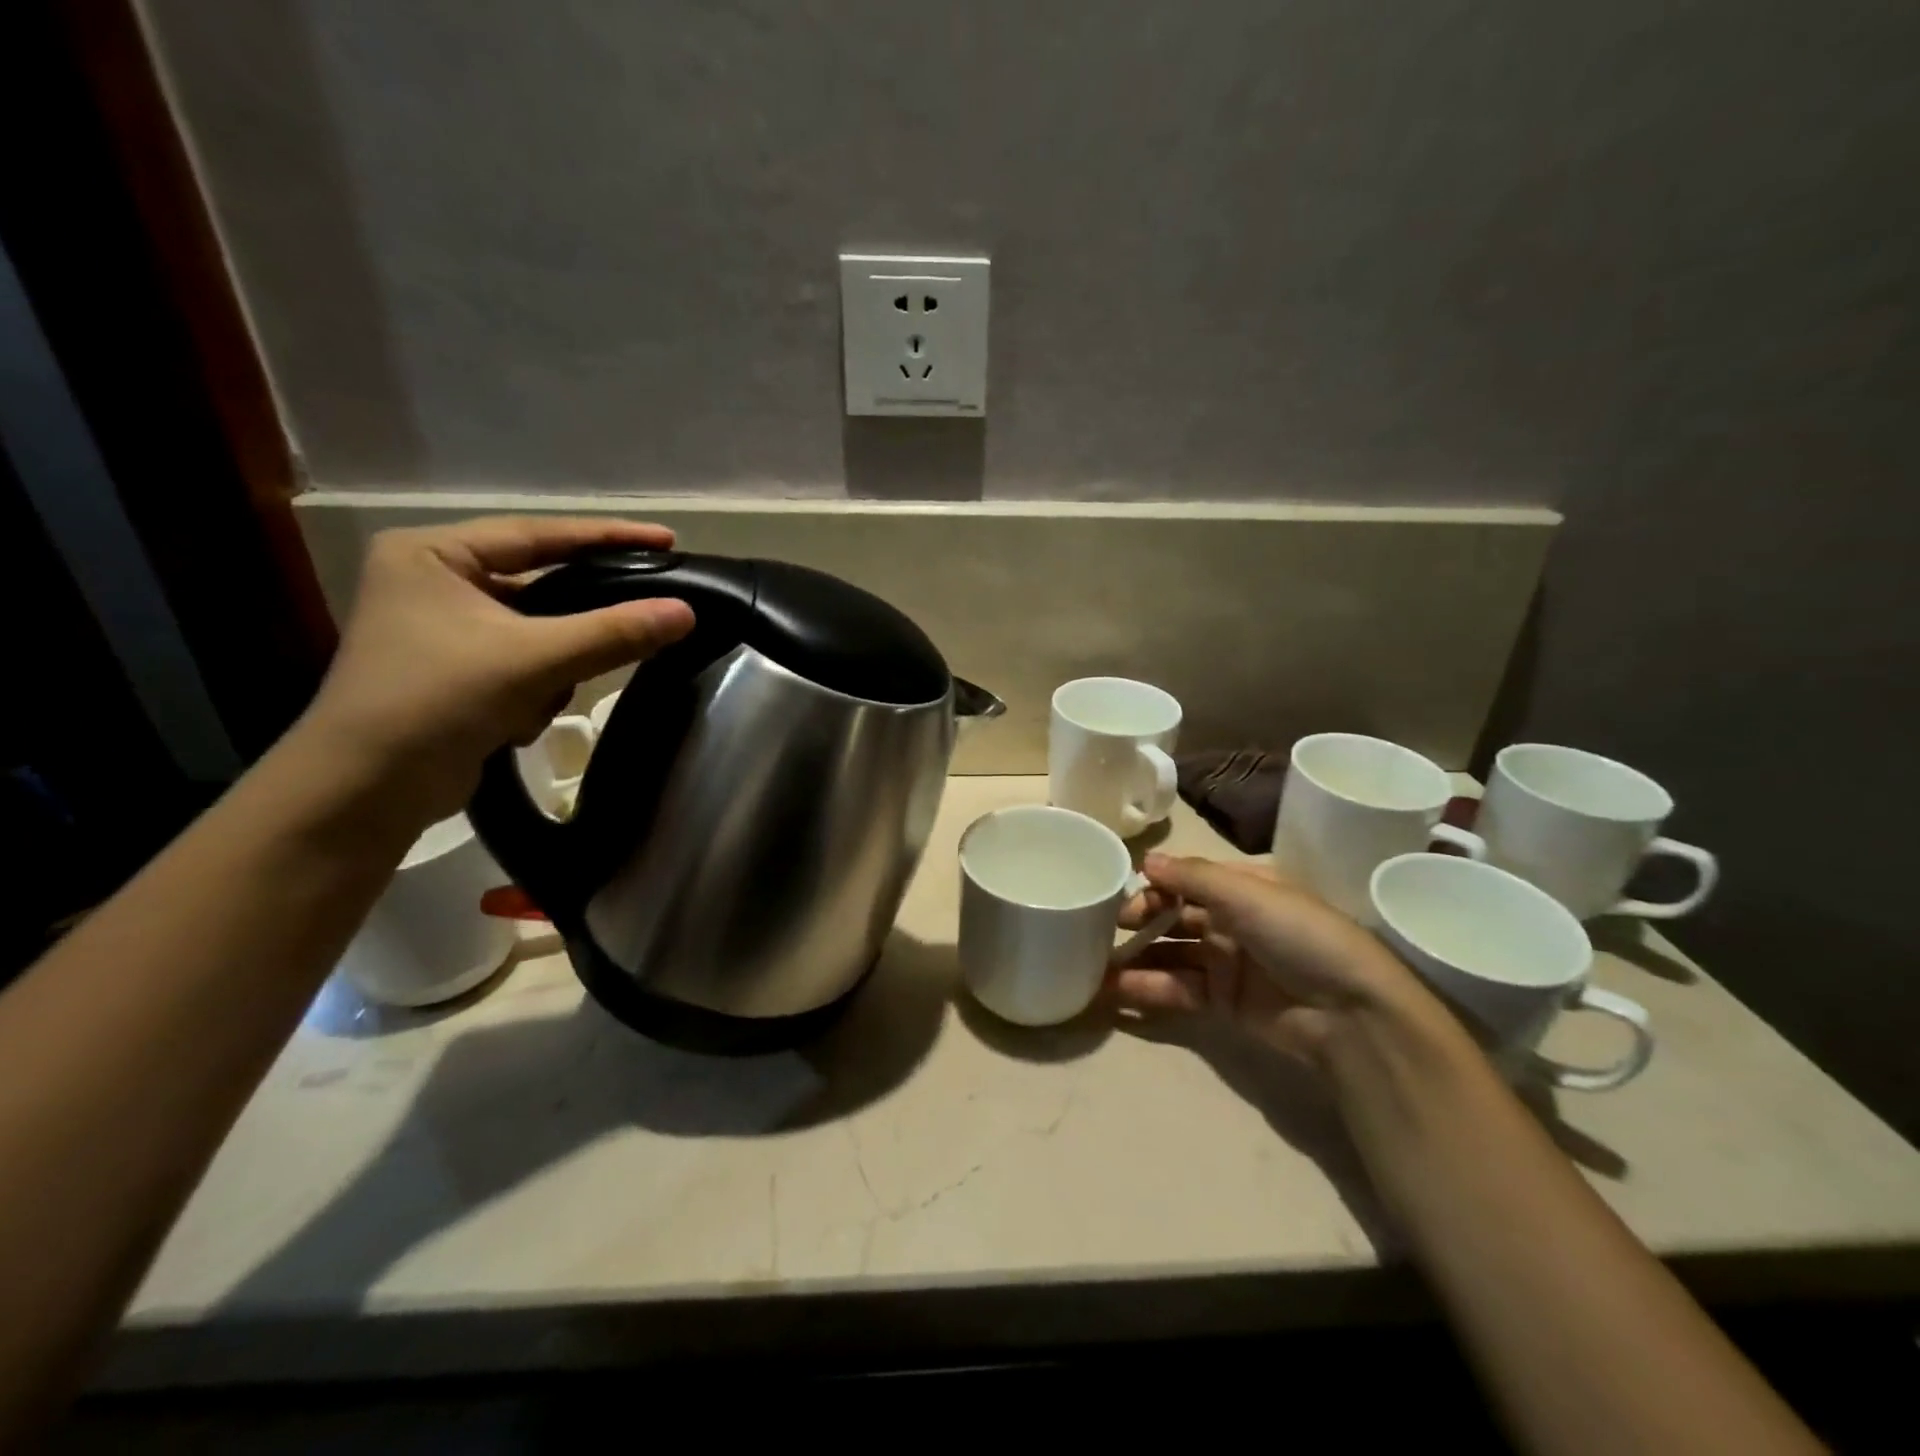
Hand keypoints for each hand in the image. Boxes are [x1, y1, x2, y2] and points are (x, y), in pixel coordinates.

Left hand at [299, 516, 695, 822]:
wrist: (364, 792)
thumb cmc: (435, 702)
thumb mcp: (533, 659)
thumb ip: (614, 632)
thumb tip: (687, 611)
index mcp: (433, 554)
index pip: (538, 534)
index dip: (608, 537)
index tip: (667, 539)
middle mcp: (434, 581)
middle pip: (540, 587)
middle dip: (578, 623)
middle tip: (644, 615)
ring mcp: (442, 630)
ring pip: (538, 633)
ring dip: (553, 670)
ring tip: (538, 700)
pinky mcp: (455, 673)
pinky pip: (524, 664)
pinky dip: (533, 692)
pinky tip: (517, 722)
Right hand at [1112, 853, 1439, 1066]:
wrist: (1351, 1013)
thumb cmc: (1300, 935)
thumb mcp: (1247, 893)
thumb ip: (1191, 876)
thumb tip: (1144, 860)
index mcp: (1243, 888)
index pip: (1187, 879)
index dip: (1154, 884)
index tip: (1119, 892)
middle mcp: (1231, 921)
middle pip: (1174, 916)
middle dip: (1139, 920)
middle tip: (1101, 928)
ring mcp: (1226, 963)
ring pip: (1170, 955)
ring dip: (1135, 958)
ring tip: (1093, 963)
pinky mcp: (1222, 1004)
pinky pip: (1177, 990)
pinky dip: (1147, 990)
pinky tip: (1114, 991)